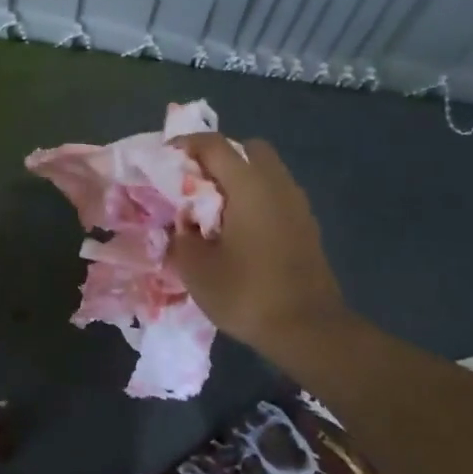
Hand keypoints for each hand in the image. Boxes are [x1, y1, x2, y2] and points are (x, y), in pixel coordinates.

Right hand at [167, 133, 347, 355]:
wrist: (308, 329)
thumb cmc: (246, 292)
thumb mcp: (195, 267)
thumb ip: (181, 235)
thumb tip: (181, 222)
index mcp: (249, 185)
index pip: (214, 144)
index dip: (185, 145)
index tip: (164, 159)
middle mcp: (277, 184)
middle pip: (248, 149)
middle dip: (219, 158)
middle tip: (196, 184)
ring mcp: (297, 205)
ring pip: (266, 172)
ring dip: (239, 180)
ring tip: (214, 211)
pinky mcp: (307, 226)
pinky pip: (276, 196)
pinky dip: (255, 200)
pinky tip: (239, 231)